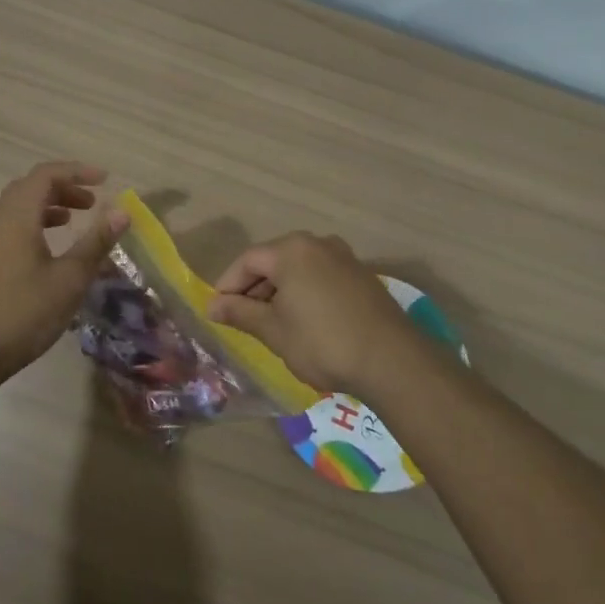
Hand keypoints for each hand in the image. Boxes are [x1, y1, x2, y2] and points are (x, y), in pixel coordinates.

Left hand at [0, 161, 128, 381]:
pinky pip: (14, 228)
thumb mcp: (69, 279)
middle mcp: (0, 223)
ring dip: (50, 206)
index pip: (45, 176)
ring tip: (75, 220)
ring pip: (20, 208)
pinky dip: (37, 225)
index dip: (76, 171)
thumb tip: (122, 211)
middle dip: (63, 187)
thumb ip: (95, 243)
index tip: (105, 180)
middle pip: (30, 187)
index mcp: (17, 219)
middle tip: (92, 202)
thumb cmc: (23, 314)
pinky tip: (53, 251)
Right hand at [206, 232, 422, 394]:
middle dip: (254, 289)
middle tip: (242, 319)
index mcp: (291, 250)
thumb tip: (212, 305)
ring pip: (299, 269)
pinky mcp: (362, 276)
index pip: (248, 260)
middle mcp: (318, 243)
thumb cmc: (322, 342)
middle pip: (274, 260)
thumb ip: (241, 313)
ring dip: (280, 292)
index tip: (218, 311)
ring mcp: (344, 257)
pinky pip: (321, 277)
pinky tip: (304, 322)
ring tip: (271, 324)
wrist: (391, 360)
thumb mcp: (274, 330)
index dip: (228, 285)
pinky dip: (305, 293)